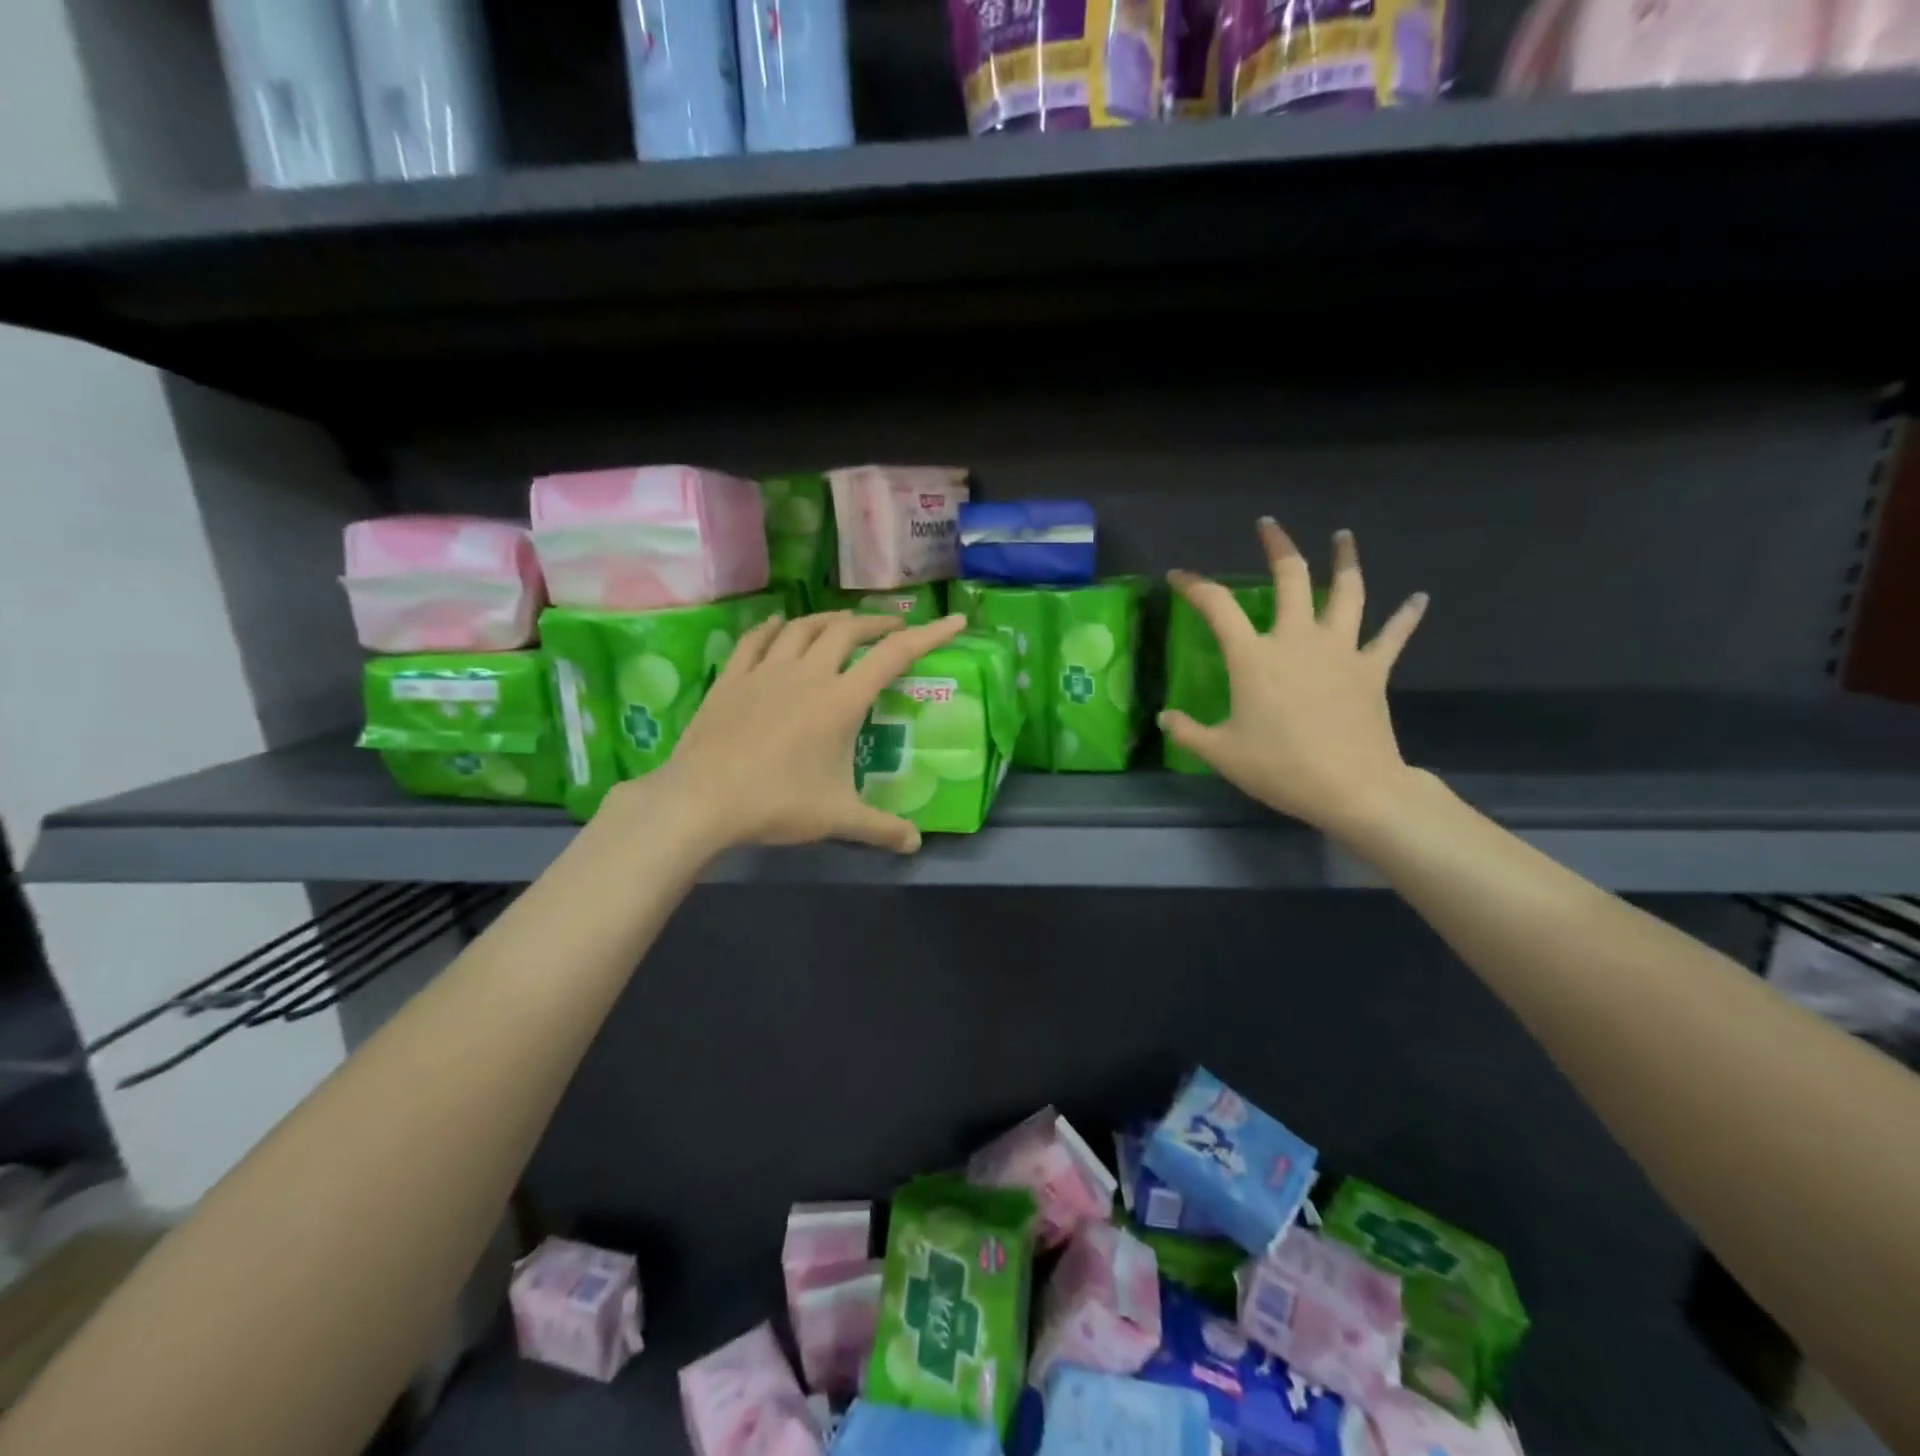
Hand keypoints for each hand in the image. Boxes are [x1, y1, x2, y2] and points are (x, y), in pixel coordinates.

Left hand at [652, 610, 968, 855]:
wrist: (701, 800)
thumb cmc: (777, 803)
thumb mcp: (837, 818)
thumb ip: (880, 828)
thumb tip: (915, 844)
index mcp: (841, 700)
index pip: (894, 655)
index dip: (930, 635)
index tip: (956, 620)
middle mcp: (808, 674)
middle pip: (848, 630)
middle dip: (877, 624)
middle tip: (893, 630)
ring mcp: (766, 671)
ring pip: (803, 626)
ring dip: (830, 620)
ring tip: (843, 625)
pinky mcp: (732, 678)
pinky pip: (756, 639)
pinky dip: (774, 627)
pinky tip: (779, 625)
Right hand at [1160, 520, 1428, 839]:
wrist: (1352, 788)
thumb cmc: (1280, 768)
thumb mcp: (1221, 754)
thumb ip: (1188, 732)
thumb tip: (1164, 718)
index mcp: (1254, 657)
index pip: (1217, 607)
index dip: (1194, 586)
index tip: (1178, 576)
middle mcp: (1298, 640)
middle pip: (1291, 579)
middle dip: (1278, 548)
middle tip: (1269, 527)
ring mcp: (1340, 651)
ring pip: (1347, 592)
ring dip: (1345, 561)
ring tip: (1344, 537)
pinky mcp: (1372, 669)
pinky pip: (1393, 636)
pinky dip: (1406, 616)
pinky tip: (1420, 598)